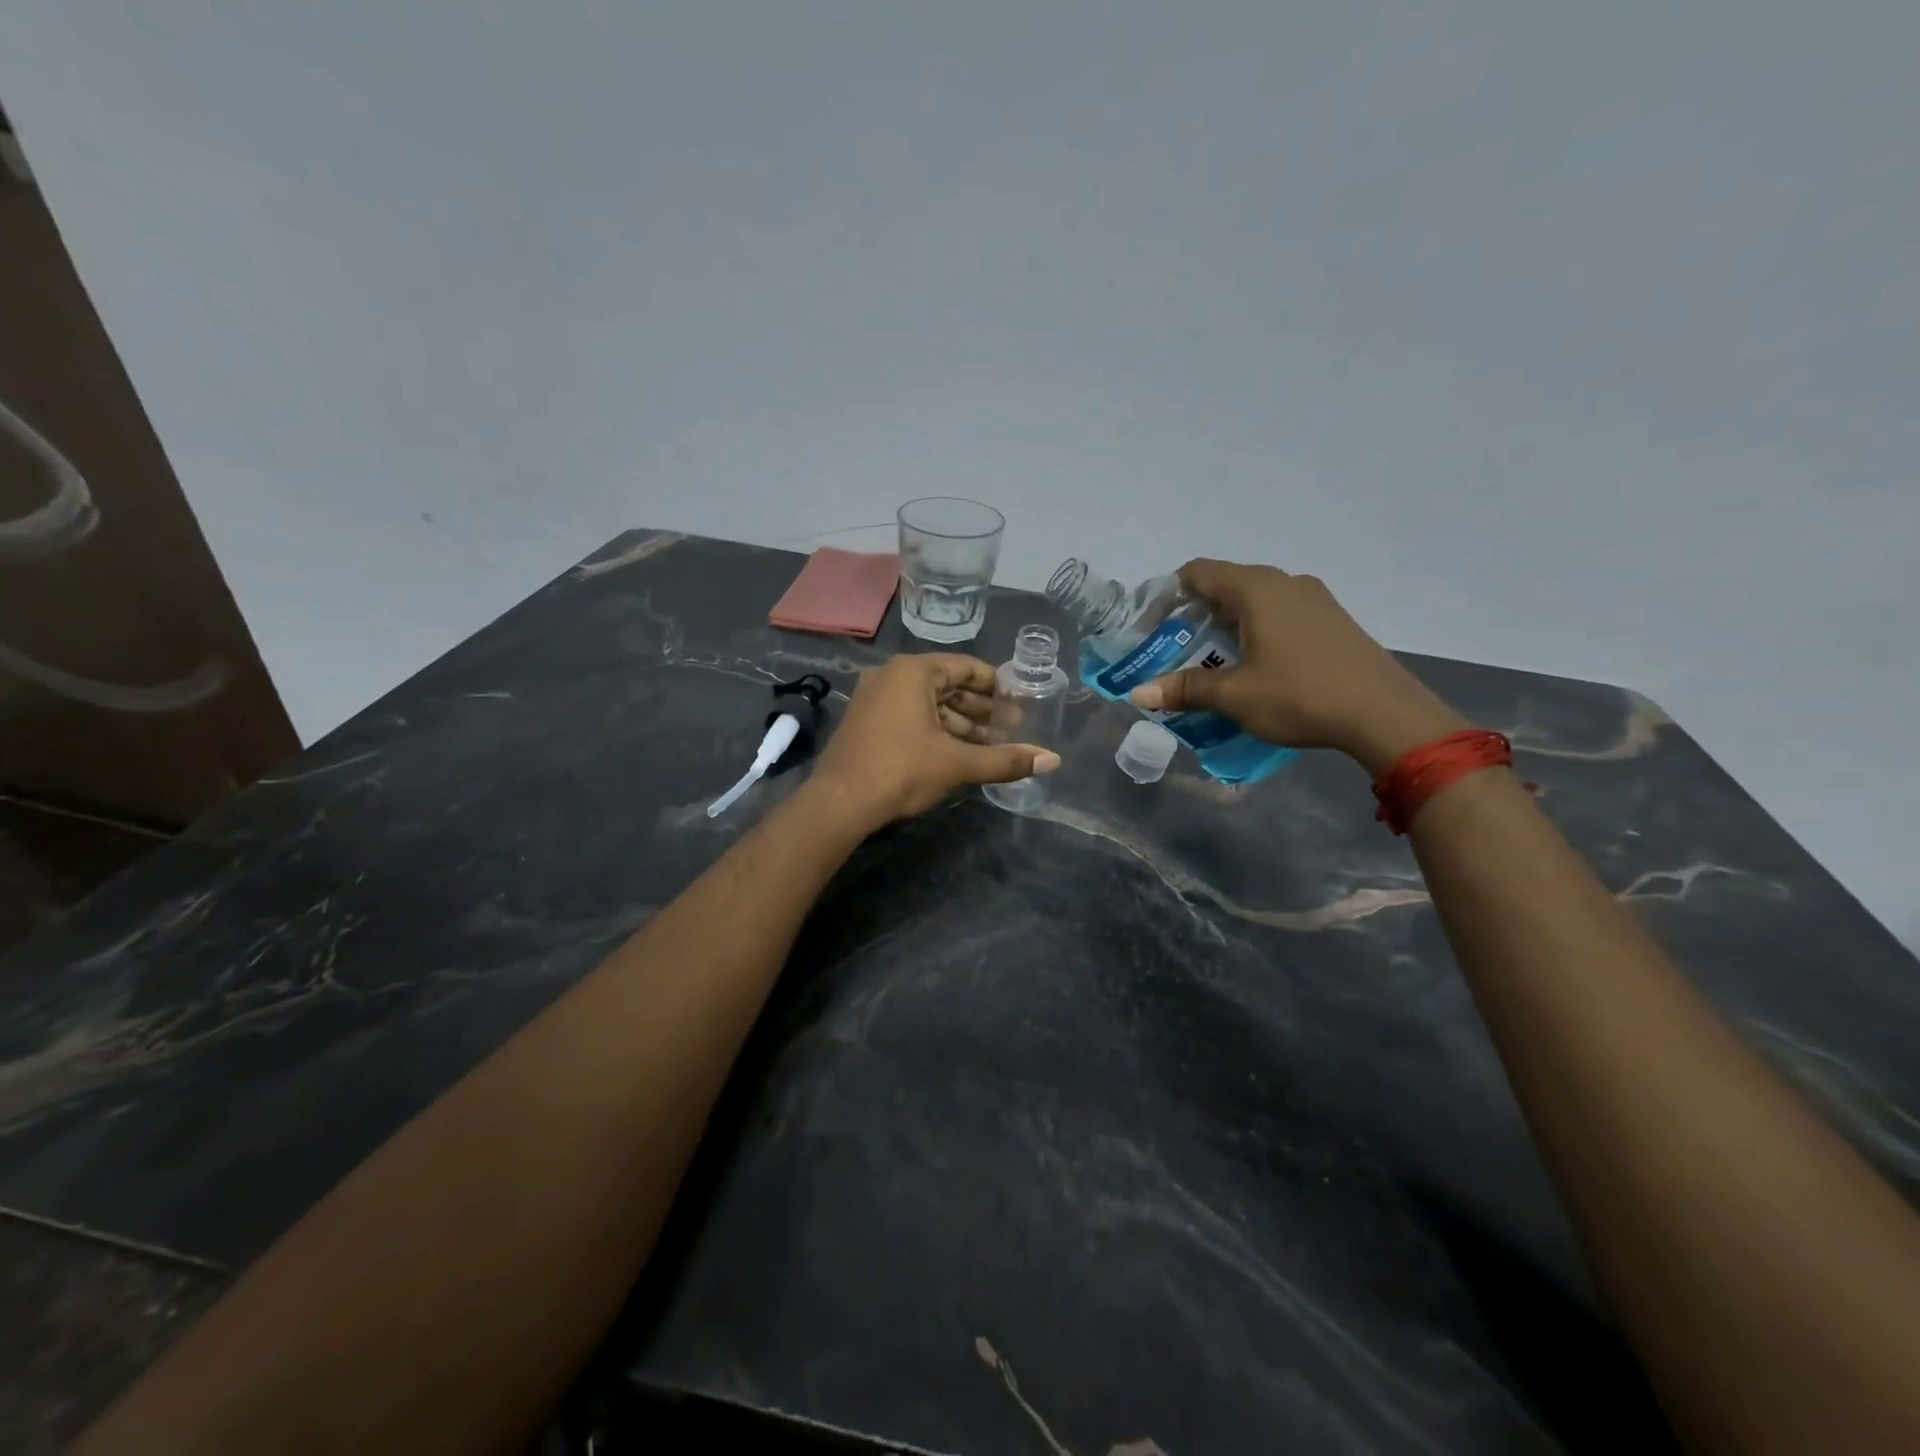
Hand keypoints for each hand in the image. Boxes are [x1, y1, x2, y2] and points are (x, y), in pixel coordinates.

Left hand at [809, 654, 1060, 828]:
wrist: (839, 802)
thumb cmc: (901, 770)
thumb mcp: (958, 763)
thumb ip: (1005, 759)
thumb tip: (1053, 761)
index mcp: (913, 671)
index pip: (965, 667)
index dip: (996, 685)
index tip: (1019, 702)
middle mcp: (891, 676)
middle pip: (947, 685)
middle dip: (980, 708)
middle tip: (1011, 728)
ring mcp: (874, 698)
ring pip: (928, 704)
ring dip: (960, 723)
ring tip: (990, 745)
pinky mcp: (866, 722)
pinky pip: (910, 716)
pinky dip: (936, 730)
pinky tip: (957, 752)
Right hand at [1129, 559, 1466, 774]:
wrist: (1385, 714)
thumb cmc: (1300, 696)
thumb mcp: (1235, 695)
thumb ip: (1185, 688)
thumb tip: (1138, 693)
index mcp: (1257, 589)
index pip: (1199, 572)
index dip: (1170, 593)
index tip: (1154, 624)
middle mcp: (1285, 582)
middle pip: (1227, 583)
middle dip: (1197, 611)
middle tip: (1178, 646)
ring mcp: (1315, 598)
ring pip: (1257, 598)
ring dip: (1229, 621)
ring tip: (1214, 657)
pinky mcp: (1333, 618)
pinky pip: (1282, 611)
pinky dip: (1258, 627)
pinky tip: (1258, 663)